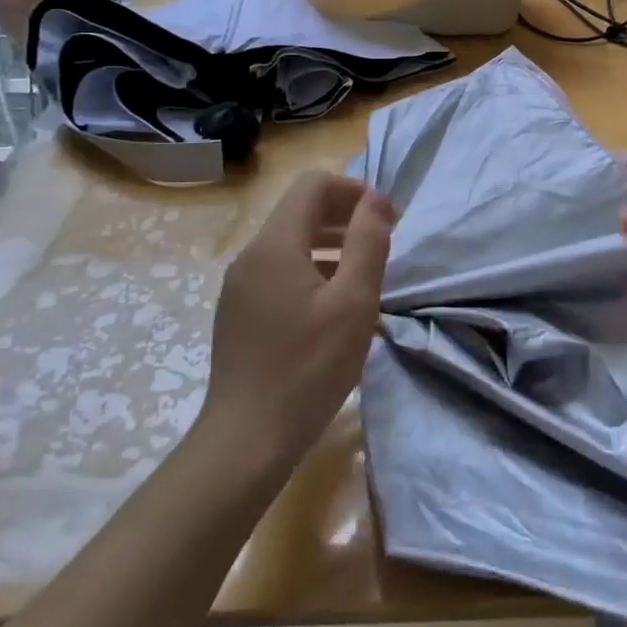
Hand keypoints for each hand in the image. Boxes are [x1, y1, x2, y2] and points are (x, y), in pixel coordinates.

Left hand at [199, 172, 396, 473]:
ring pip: (291, 244)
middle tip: (384, 243)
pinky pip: (280, 273)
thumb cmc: (307, 369)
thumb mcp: (353, 303)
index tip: (387, 219)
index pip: (313, 185)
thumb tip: (376, 199)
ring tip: (366, 274)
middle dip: (345, 216)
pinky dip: (312, 271)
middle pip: (300, 211)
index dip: (354, 190)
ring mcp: (240, 286)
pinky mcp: (239, 313)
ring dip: (332, 245)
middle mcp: (251, 256)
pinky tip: (336, 307)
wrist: (246, 442)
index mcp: (275, 245)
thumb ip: (367, 243)